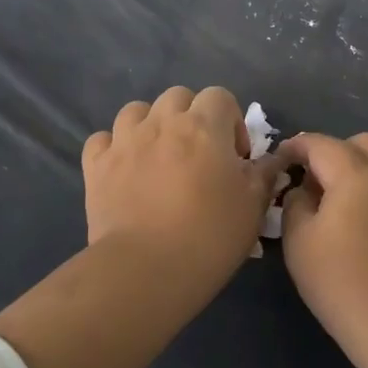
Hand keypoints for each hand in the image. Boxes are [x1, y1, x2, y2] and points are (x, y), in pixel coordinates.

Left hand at [82, 86, 285, 276]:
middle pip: (178, 97)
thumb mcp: (253, 207)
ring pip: (136, 111)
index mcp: (204, 126)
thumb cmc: (210, 236)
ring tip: (159, 156)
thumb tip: (270, 161)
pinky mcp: (96, 166)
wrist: (146, 270)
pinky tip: (124, 168)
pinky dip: (113, 147)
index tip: (235, 157)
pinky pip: (102, 139)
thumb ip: (263, 175)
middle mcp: (162, 123)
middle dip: (191, 117)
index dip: (232, 121)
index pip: (220, 96)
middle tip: (199, 154)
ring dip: (151, 125)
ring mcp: (124, 142)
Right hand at [277, 132, 367, 344]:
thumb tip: (303, 190)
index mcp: (354, 172)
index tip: (280, 160)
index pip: (320, 144)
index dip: (296, 146)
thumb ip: (295, 203)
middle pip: (361, 144)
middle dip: (334, 152)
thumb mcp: (297, 239)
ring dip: (365, 170)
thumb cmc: (339, 279)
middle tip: (313, 181)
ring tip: (345, 199)